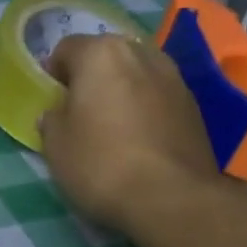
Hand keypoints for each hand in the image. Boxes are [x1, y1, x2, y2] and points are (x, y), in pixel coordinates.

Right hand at [37, 34, 221, 232]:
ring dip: (122, 90)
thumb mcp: (56, 146)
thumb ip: (52, 120)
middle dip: (92, 77)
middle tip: (81, 111)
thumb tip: (57, 113)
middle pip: (107, 56)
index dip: (54, 72)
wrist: (171, 198)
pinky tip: (139, 139)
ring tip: (113, 125)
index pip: (67, 48)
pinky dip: (146, 108)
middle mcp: (141, 53)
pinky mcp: (195, 106)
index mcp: (101, 54)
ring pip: (137, 74)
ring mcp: (174, 77)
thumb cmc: (101, 165)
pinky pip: (159, 96)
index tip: (52, 100)